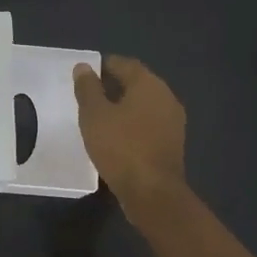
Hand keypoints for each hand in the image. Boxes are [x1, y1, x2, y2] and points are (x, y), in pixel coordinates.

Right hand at [73, 55, 186, 208]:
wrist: (152, 192)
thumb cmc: (120, 147)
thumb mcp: (94, 115)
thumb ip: (87, 88)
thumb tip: (83, 67)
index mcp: (149, 84)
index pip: (125, 64)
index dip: (104, 66)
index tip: (85, 74)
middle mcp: (166, 97)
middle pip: (137, 83)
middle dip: (113, 85)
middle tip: (89, 95)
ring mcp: (173, 121)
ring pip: (144, 104)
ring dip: (123, 106)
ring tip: (99, 116)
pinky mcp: (172, 142)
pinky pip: (149, 123)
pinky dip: (133, 123)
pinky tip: (116, 135)